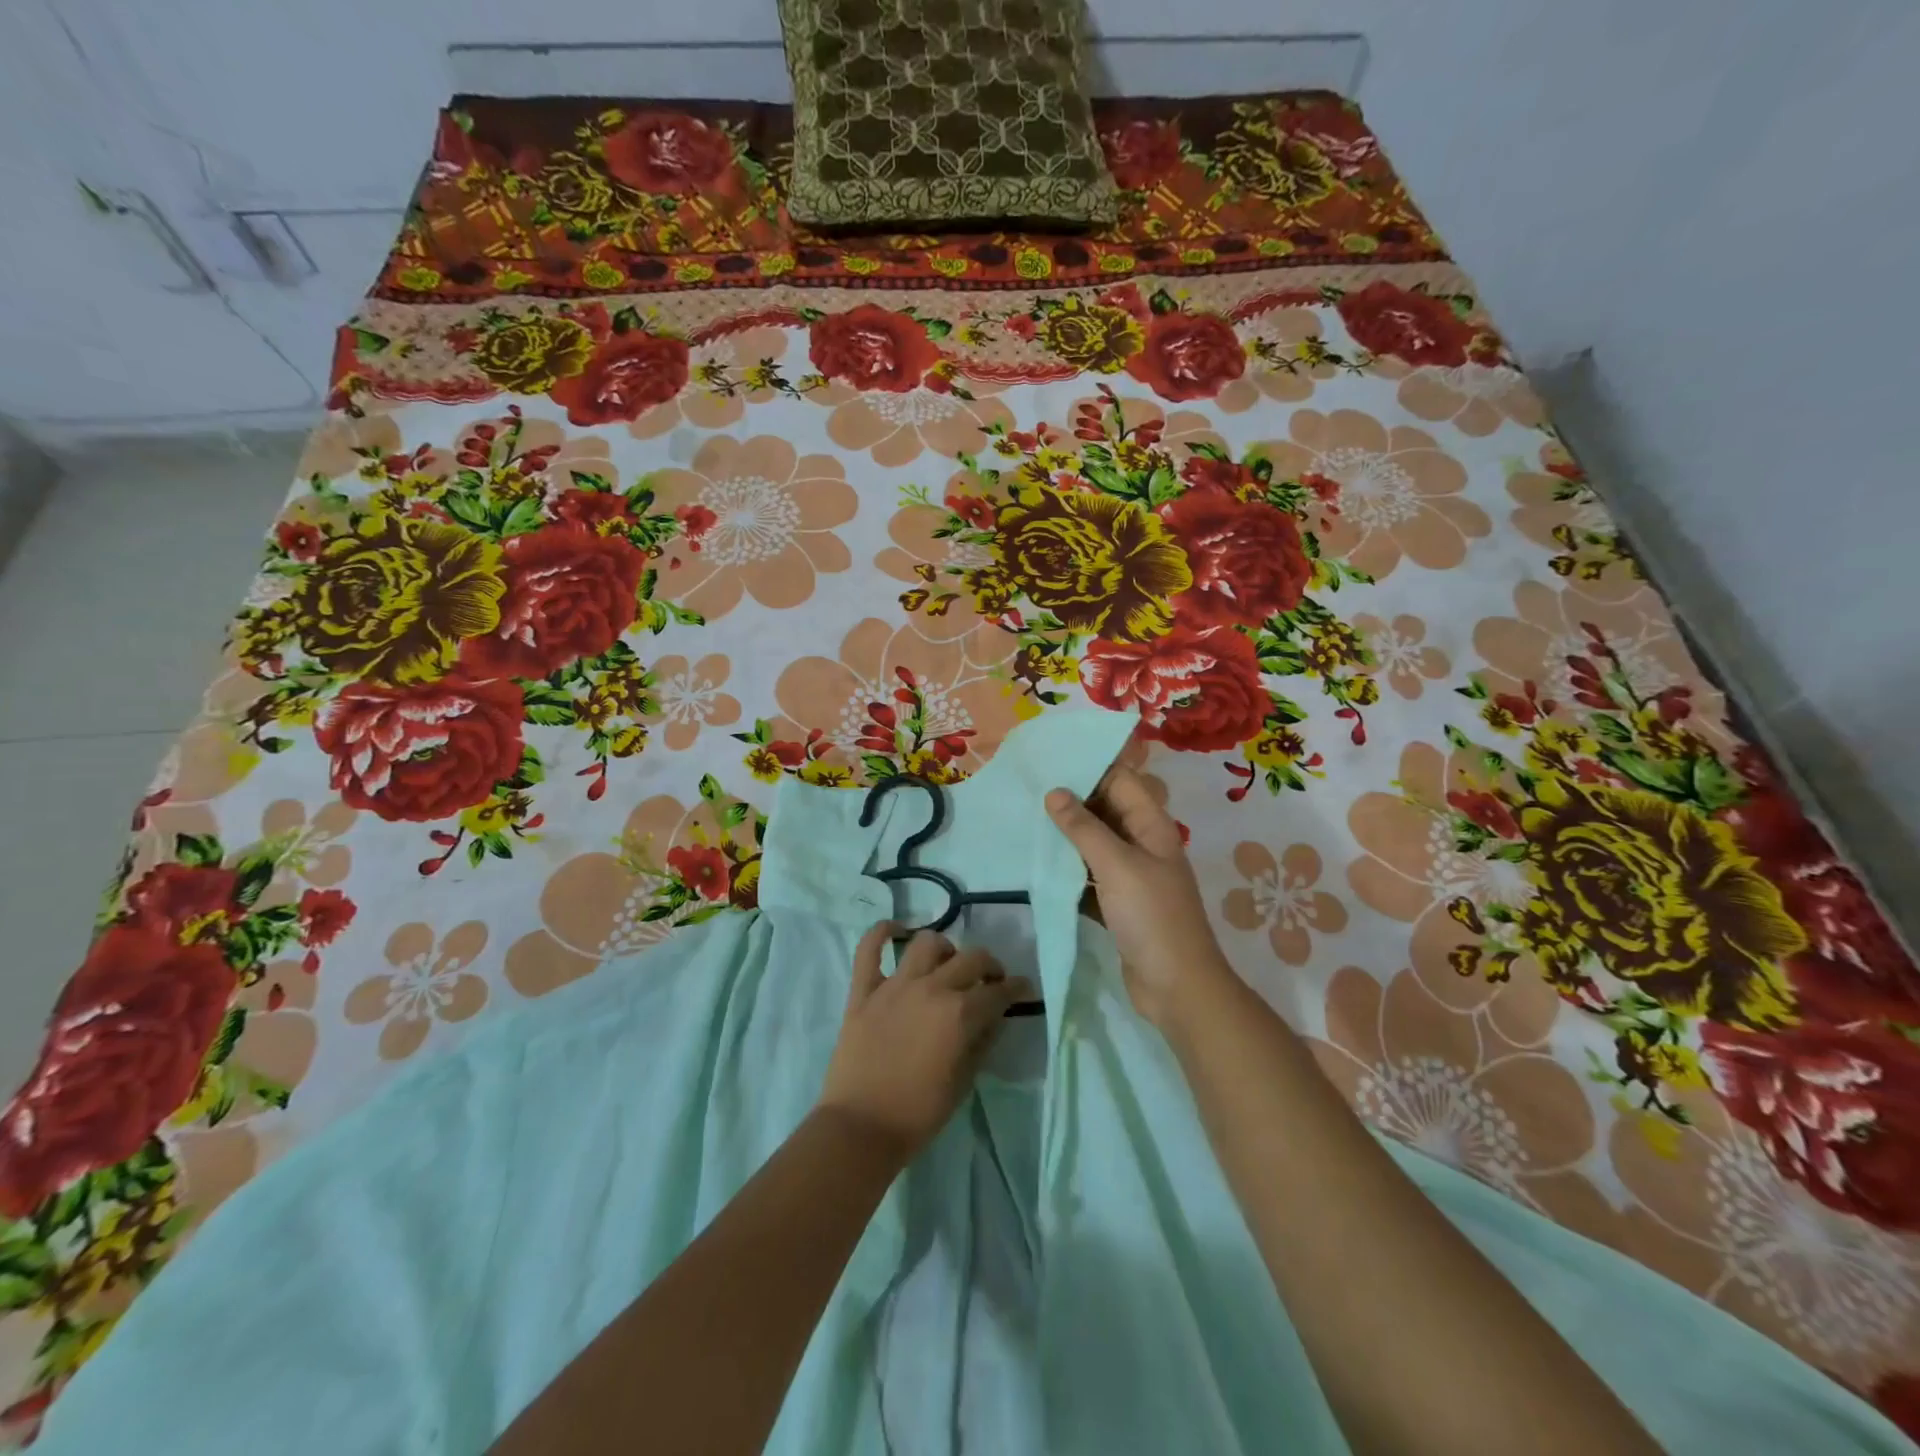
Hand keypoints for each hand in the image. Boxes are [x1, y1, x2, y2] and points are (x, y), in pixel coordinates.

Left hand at [816, 924, 1033, 1163]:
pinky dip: (882, 932)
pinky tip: (896, 930)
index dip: (1016, 988)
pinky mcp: (863, 990)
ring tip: (947, 964)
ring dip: (945, 948)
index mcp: (959, 1014)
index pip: (998, 991)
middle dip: (989, 965)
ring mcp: (894, 985)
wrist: (860, 1128)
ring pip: (926, 943)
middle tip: (990, 979)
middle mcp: (931, 988)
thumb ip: (982, 1043)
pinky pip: (869, 948)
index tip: (1023, 988)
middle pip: (970, 958)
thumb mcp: (964, 1083)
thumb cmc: (918, 1114)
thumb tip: (994, 1017)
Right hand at [1046, 766, 1236, 1029]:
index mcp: (1152, 826)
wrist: (1177, 987)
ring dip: (1067, 835)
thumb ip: (1084, 828)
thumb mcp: (1117, 865)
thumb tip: (1055, 792)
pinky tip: (1039, 863)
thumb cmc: (1152, 917)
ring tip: (1027, 819)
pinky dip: (1068, 869)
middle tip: (1029, 789)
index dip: (1090, 768)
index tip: (1050, 760)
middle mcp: (1143, 844)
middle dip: (1072, 800)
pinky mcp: (1118, 903)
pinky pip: (1089, 875)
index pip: (1121, 781)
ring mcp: (1132, 876)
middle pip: (1106, 810)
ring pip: (1095, 844)